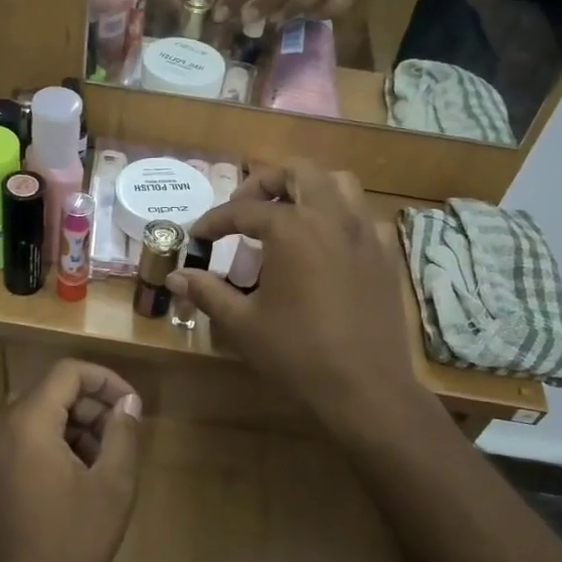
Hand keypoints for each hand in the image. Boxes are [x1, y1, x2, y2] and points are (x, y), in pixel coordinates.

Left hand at [0, 360, 142, 561]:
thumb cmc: (68, 544)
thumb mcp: (111, 488)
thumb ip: (123, 434)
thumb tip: (128, 403)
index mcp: (25, 422)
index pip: (68, 372)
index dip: (106, 380)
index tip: (133, 406)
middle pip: (52, 393)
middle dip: (92, 409)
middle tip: (123, 440)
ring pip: (38, 416)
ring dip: (75, 429)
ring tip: (104, 464)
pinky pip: (23, 438)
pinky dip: (53, 444)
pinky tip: (77, 479)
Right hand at [166, 162, 419, 439]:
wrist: (365, 389)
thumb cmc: (297, 354)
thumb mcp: (243, 324)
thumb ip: (208, 292)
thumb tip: (175, 277)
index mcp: (292, 228)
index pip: (244, 210)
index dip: (215, 221)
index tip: (198, 235)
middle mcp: (330, 216)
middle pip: (297, 172)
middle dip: (265, 182)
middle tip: (244, 210)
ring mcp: (364, 232)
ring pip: (338, 183)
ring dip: (307, 188)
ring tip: (286, 214)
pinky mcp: (385, 254)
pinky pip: (361, 215)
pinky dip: (338, 216)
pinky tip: (325, 245)